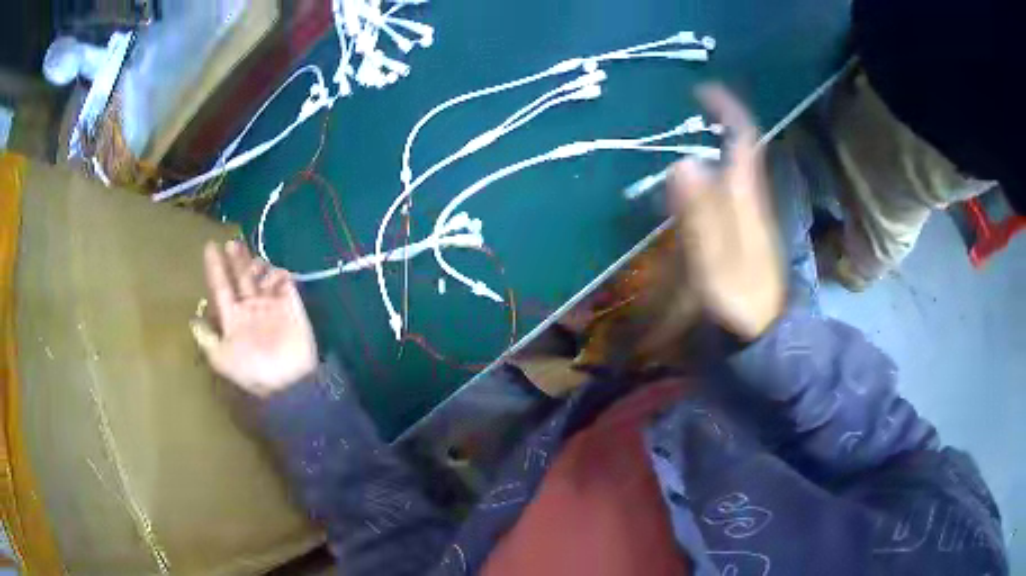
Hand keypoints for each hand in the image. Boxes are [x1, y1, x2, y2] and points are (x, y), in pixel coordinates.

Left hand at [192, 240, 317, 396]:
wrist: (288, 382)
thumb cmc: (252, 370)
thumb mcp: (222, 359)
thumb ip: (207, 338)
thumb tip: (192, 319)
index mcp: (232, 317)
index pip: (220, 286)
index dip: (214, 267)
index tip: (209, 246)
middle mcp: (249, 307)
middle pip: (240, 276)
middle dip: (236, 259)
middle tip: (232, 243)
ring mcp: (270, 305)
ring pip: (261, 276)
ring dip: (256, 265)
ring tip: (254, 264)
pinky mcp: (290, 305)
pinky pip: (284, 282)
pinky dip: (279, 275)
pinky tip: (275, 275)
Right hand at [669, 84, 784, 339]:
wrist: (760, 342)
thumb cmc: (740, 306)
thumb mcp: (717, 265)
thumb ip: (701, 216)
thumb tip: (683, 162)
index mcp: (745, 201)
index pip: (744, 142)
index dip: (726, 112)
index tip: (700, 90)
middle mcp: (748, 202)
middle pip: (737, 151)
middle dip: (716, 123)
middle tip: (683, 109)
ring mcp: (745, 219)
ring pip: (730, 170)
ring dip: (710, 148)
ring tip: (678, 137)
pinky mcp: (739, 236)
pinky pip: (723, 193)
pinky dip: (706, 178)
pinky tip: (686, 185)